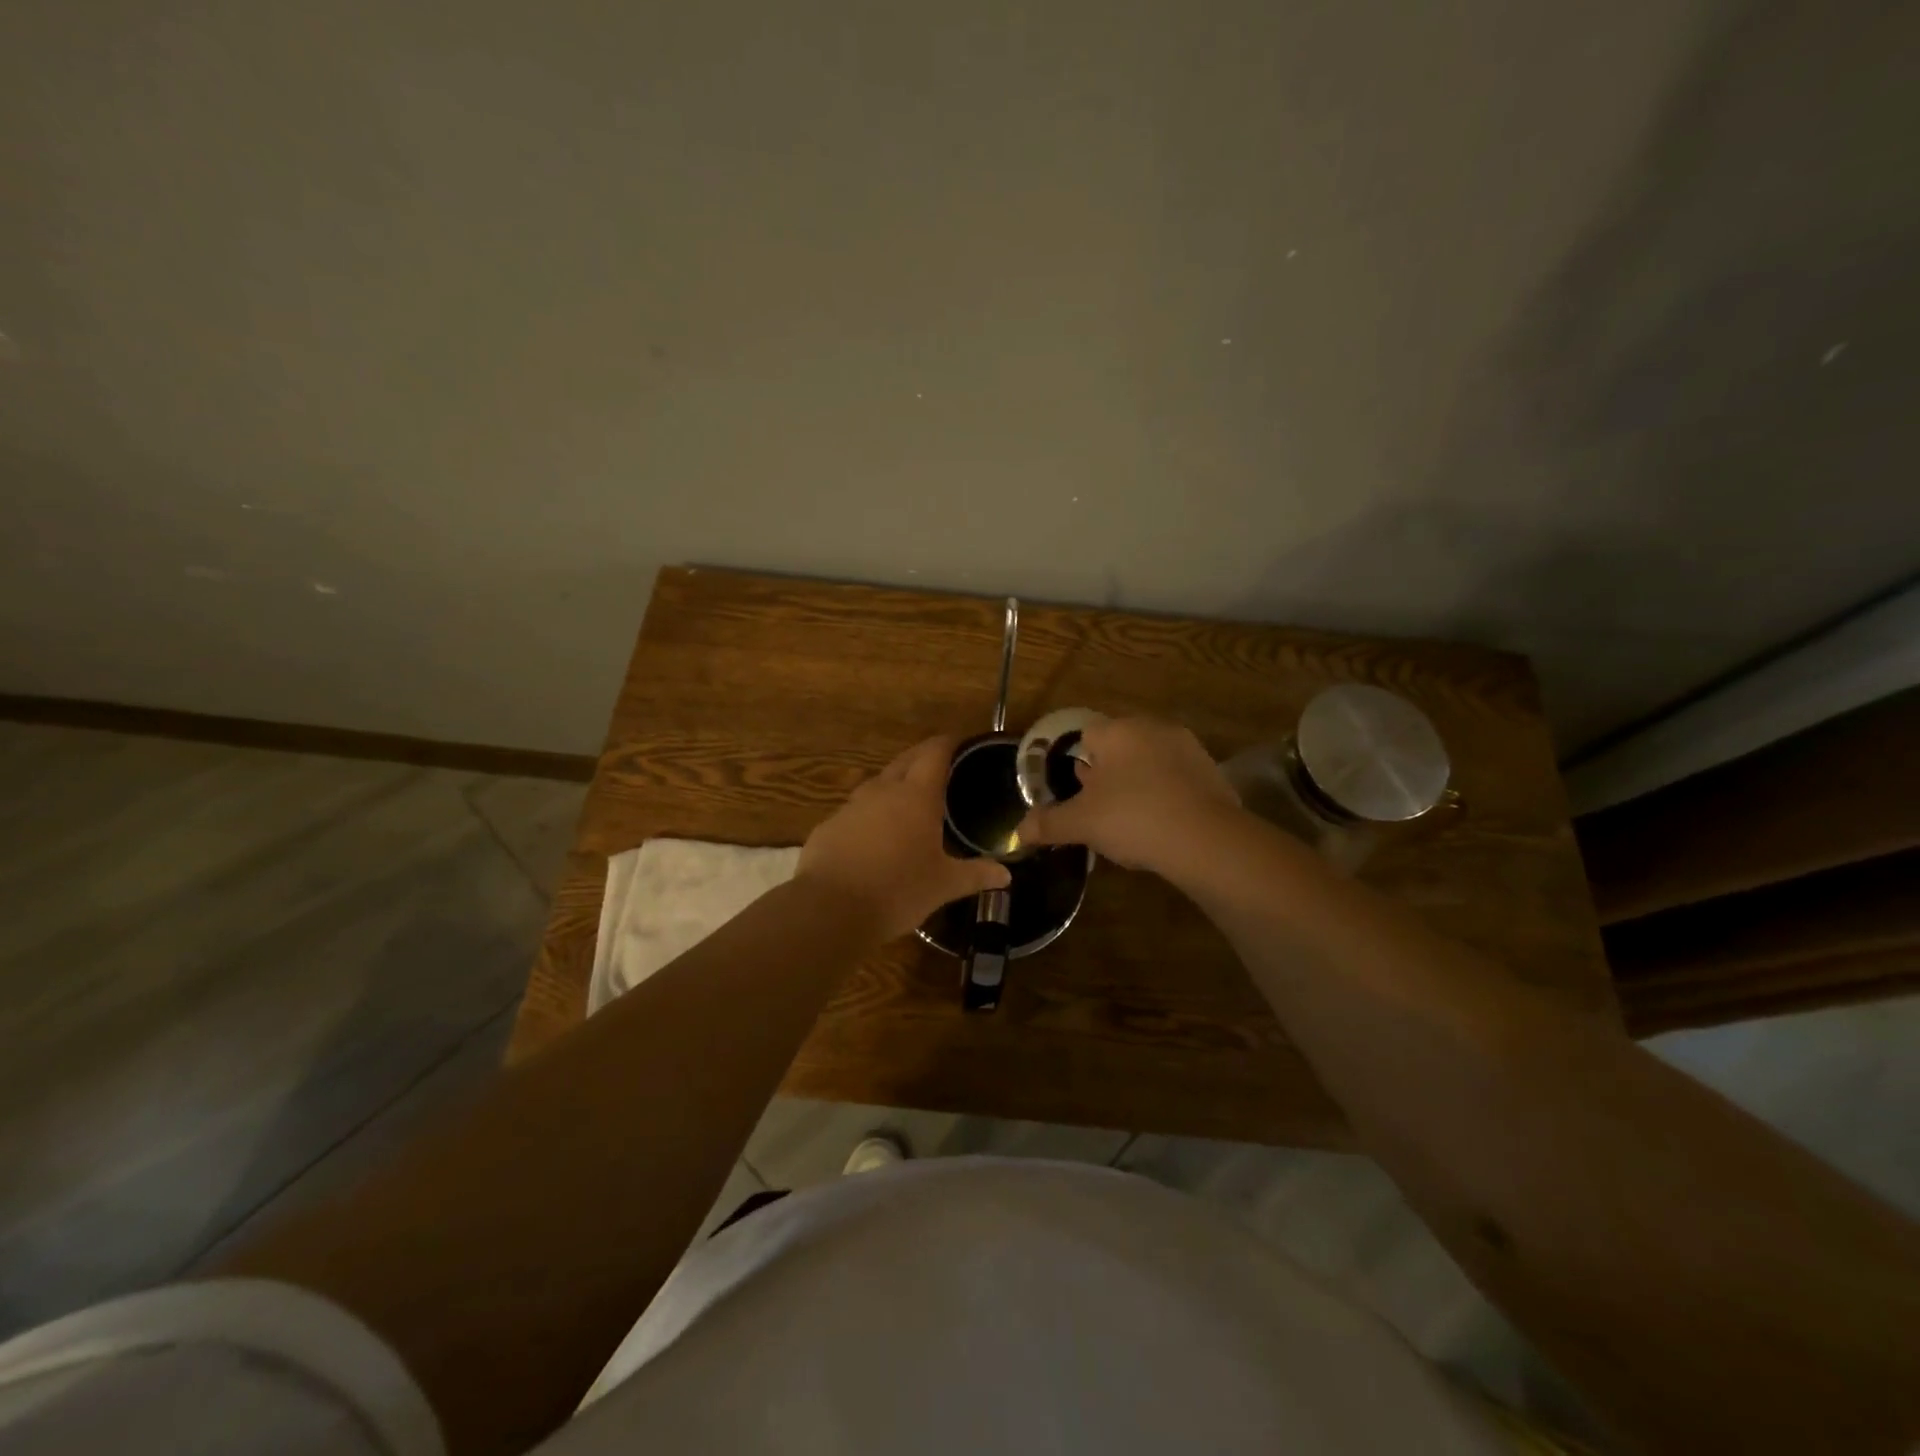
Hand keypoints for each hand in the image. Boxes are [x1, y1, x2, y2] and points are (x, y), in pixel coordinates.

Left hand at [798, 735, 1011, 939]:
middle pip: (905, 760)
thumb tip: (1006, 875)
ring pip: (877, 783)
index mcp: (917, 796)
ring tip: (909, 800)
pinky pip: (855, 811)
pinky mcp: (828, 826)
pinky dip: (870, 814)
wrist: (830, 909)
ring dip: (895, 784)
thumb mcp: (943, 886)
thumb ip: (975, 875)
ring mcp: (851, 806)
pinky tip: (874, 836)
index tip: (960, 742)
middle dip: (923, 757)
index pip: (934, 753)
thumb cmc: (897, 891)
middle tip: (941, 765)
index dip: (948, 743)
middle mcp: (882, 791)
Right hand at [1015, 716, 1239, 873]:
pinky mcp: (1211, 771)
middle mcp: (1152, 728)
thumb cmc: (1133, 818)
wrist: (1206, 839)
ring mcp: (1187, 747)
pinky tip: (1162, 825)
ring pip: (1149, 762)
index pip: (1086, 736)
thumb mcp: (1081, 824)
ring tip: (1131, 821)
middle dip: (1107, 774)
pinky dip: (1166, 795)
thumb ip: (1048, 823)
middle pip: (1119, 747)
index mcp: (1116, 731)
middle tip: (1100, 810)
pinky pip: (1176, 779)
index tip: (1076, 794)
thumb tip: (1018, 832)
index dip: (1077, 764)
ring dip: (1138, 783)